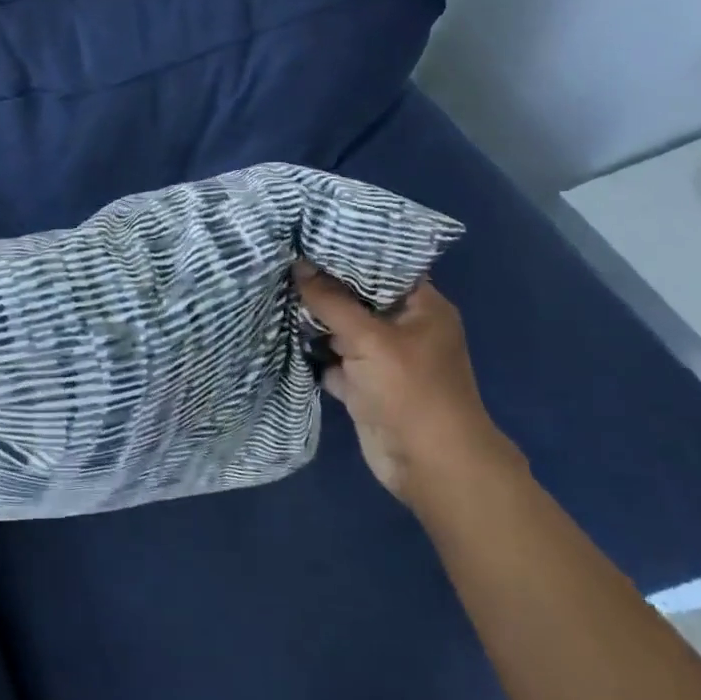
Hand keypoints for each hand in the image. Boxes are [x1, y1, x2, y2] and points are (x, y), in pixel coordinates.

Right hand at [293, 263, 518, 505]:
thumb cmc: (410, 390)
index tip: (308, 236)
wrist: (427, 463)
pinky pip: (333, 359)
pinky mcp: (364, 384)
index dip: (348, 252)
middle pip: (357, 298)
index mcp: (422, 307)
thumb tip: (297, 264)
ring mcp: (382, 358)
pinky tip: (280, 332)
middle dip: (322, 286)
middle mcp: (403, 328)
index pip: (383, 267)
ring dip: (313, 319)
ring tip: (273, 290)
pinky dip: (313, 352)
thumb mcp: (368, 337)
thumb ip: (330, 300)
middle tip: (281, 261)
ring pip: (341, 329)